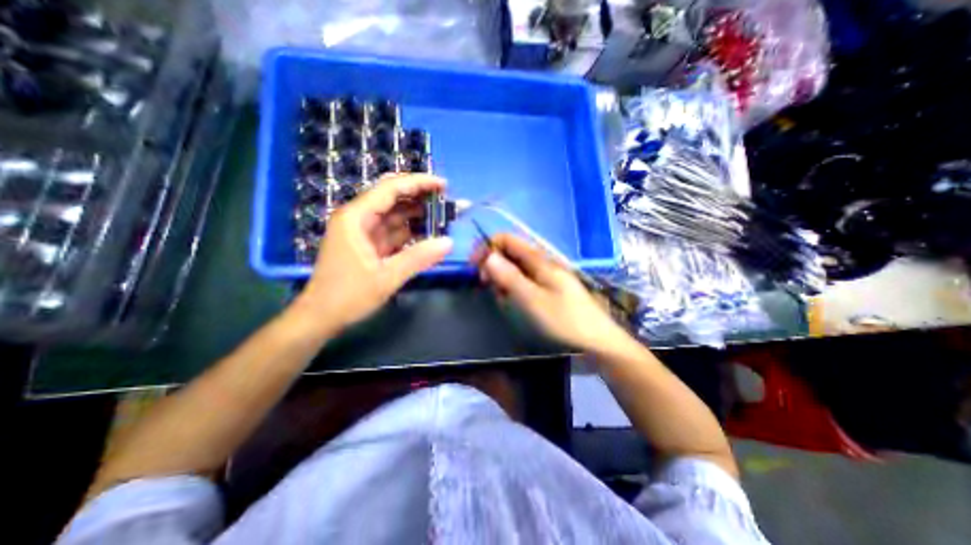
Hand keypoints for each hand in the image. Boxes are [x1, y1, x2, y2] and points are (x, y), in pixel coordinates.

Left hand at [288, 174, 454, 337]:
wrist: (321, 317)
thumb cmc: (347, 296)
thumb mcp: (386, 277)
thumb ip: (418, 258)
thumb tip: (448, 242)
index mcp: (356, 218)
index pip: (390, 189)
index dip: (418, 183)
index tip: (444, 185)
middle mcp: (359, 219)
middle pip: (393, 198)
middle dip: (420, 196)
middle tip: (447, 200)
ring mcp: (364, 232)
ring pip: (395, 215)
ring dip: (418, 215)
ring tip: (443, 216)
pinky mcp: (370, 246)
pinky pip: (394, 232)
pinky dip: (411, 232)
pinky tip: (429, 233)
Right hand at [474, 233, 626, 350]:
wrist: (596, 340)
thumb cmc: (564, 320)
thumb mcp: (532, 299)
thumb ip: (509, 276)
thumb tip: (488, 256)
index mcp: (539, 259)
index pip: (507, 239)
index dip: (488, 247)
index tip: (475, 267)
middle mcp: (542, 263)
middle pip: (509, 253)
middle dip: (494, 267)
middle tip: (489, 288)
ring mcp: (546, 276)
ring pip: (515, 269)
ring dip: (503, 282)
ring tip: (505, 301)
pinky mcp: (548, 288)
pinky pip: (524, 282)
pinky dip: (514, 290)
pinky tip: (516, 305)